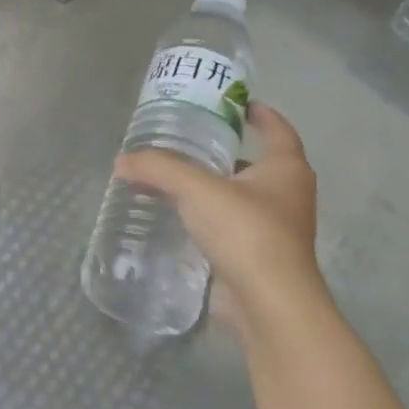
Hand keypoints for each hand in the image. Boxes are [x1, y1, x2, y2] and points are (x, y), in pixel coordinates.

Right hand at [114, 103, 324, 335]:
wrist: (269, 305)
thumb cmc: (246, 232)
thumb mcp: (196, 188)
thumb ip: (158, 168)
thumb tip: (122, 161)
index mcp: (286, 170)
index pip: (277, 130)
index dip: (259, 113)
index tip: (234, 102)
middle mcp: (286, 196)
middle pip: (256, 163)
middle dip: (225, 151)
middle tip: (187, 138)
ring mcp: (274, 229)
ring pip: (240, 196)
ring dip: (212, 186)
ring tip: (173, 175)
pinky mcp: (256, 256)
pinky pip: (228, 225)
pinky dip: (206, 216)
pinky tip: (176, 215)